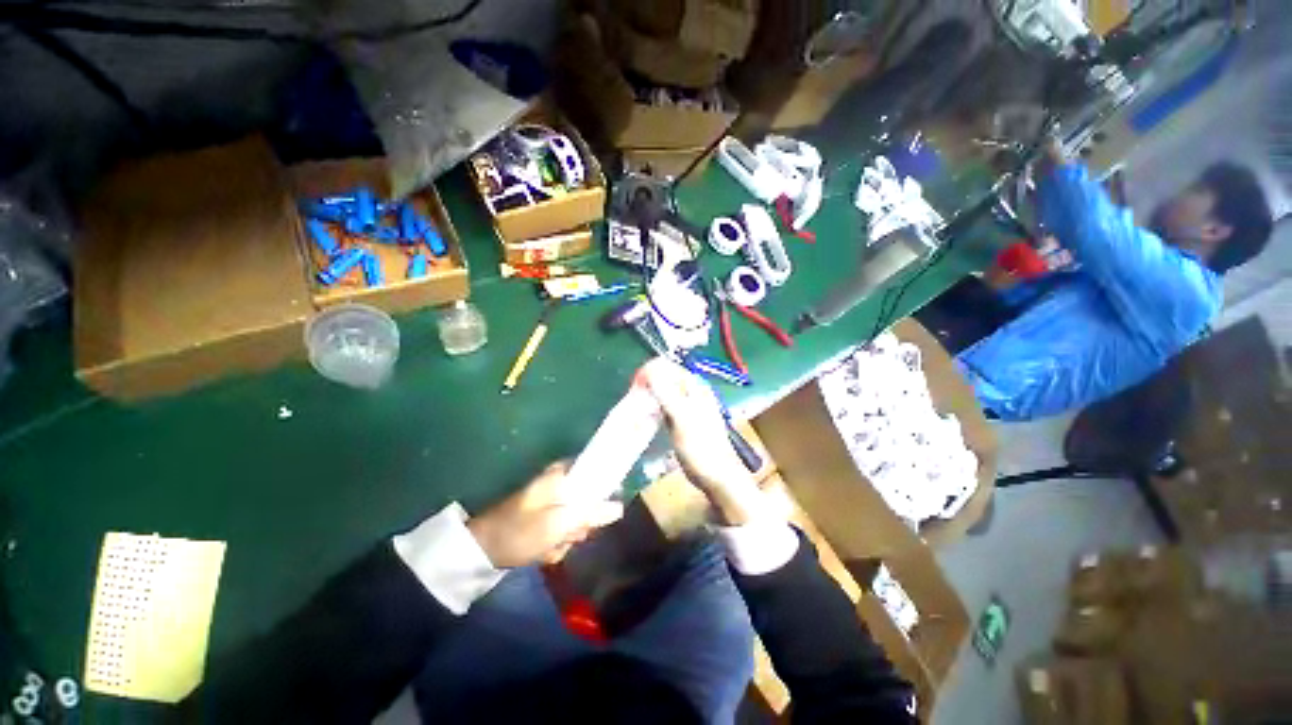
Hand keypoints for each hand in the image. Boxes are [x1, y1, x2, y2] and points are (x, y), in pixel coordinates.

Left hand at [468, 462, 623, 567]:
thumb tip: (620, 507)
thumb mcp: (558, 524)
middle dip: (582, 521)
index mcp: (562, 475)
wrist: (481, 552)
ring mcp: (552, 501)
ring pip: (577, 516)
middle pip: (590, 498)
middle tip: (570, 534)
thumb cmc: (520, 532)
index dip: (604, 490)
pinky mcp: (545, 517)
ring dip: (569, 535)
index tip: (603, 510)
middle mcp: (559, 483)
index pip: (596, 470)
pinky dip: (557, 541)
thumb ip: (591, 514)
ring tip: (551, 545)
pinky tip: (544, 550)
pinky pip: (564, 528)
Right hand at [639, 359, 765, 524]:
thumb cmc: (700, 447)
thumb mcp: (682, 418)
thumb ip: (666, 393)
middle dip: (649, 383)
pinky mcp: (684, 421)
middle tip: (633, 396)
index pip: (669, 367)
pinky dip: (655, 408)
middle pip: (666, 379)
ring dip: (651, 396)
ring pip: (665, 393)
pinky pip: (666, 407)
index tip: (635, 382)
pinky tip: (646, 417)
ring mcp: (689, 407)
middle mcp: (693, 393)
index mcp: (695, 387)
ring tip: (636, 405)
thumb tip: (650, 370)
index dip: (651, 370)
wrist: (717, 476)